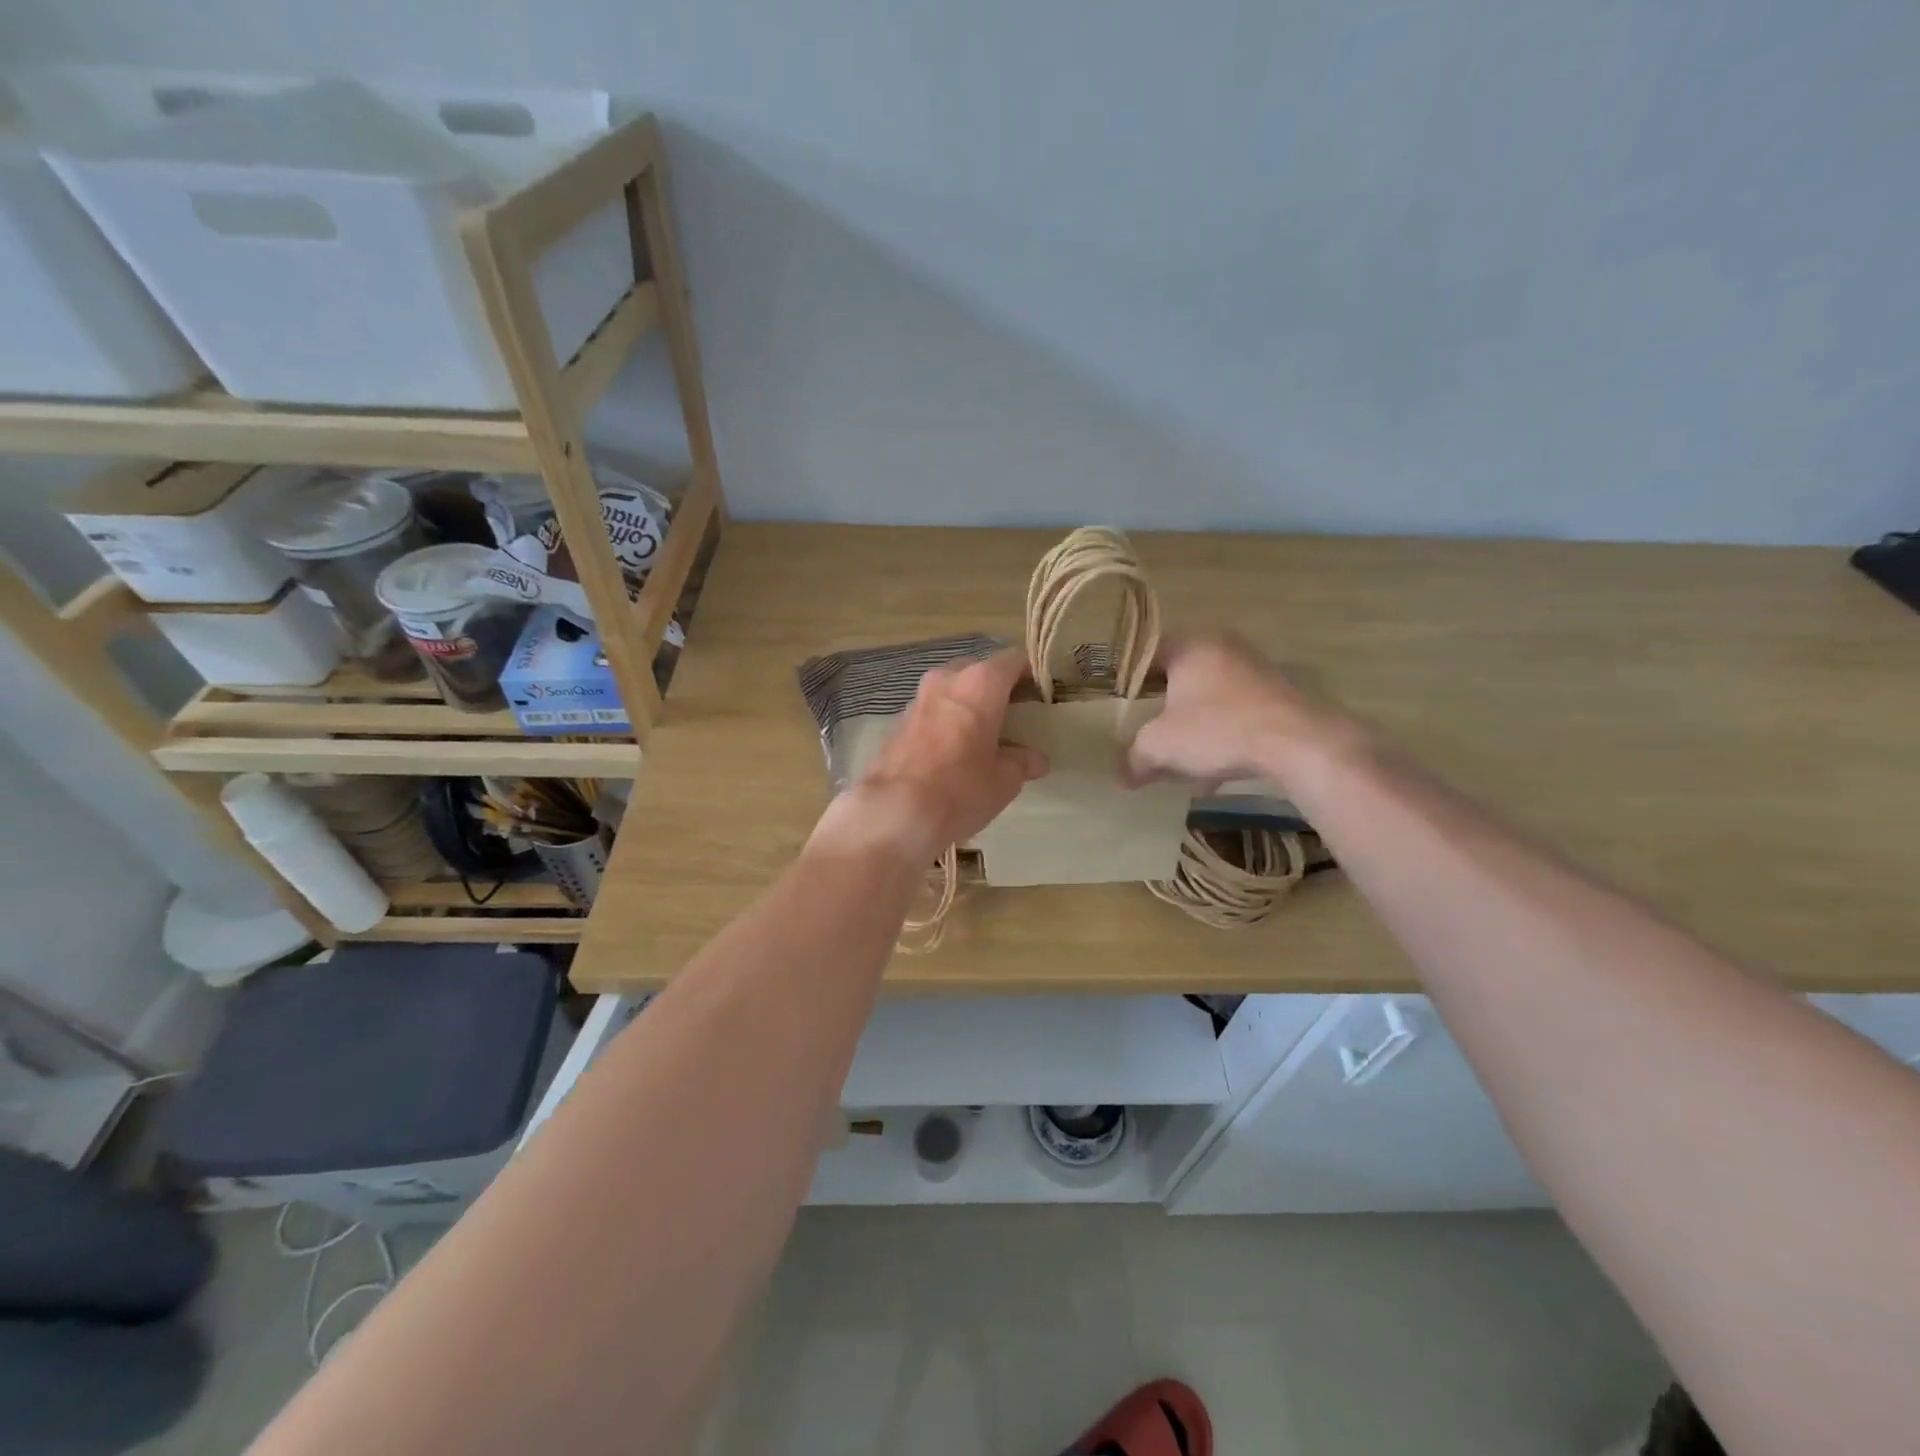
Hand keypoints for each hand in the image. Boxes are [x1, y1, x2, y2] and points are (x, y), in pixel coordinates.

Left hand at [816, 649, 1047, 862]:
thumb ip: (1022, 762)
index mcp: (980, 683)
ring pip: (951, 690)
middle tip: (1012, 717)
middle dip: (996, 689)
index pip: (1013, 660)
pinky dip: (945, 721)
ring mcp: (917, 698)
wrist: (894, 812)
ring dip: (968, 705)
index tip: (1040, 697)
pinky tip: (952, 750)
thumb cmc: (960, 789)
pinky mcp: (898, 721)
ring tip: (982, 735)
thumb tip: (1034, 760)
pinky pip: (932, 711)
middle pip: (979, 671)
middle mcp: (946, 680)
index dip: (1030, 675)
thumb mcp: (1004, 780)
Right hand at [1122, 633, 1355, 791]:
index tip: (1122, 704)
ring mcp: (1255, 670)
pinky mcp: (1279, 695)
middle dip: (1164, 707)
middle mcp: (1223, 648)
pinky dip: (1222, 735)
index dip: (1131, 678)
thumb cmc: (1216, 730)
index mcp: (1190, 647)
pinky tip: (1215, 772)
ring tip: (1182, 759)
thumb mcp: (1160, 746)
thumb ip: (1135, 758)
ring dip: (1194, 725)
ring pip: (1211, 697)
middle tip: (1150, 731)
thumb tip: (1123, 776)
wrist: (1295, 743)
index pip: (1148, 653)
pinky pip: (1237, 713)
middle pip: (1181, 676)